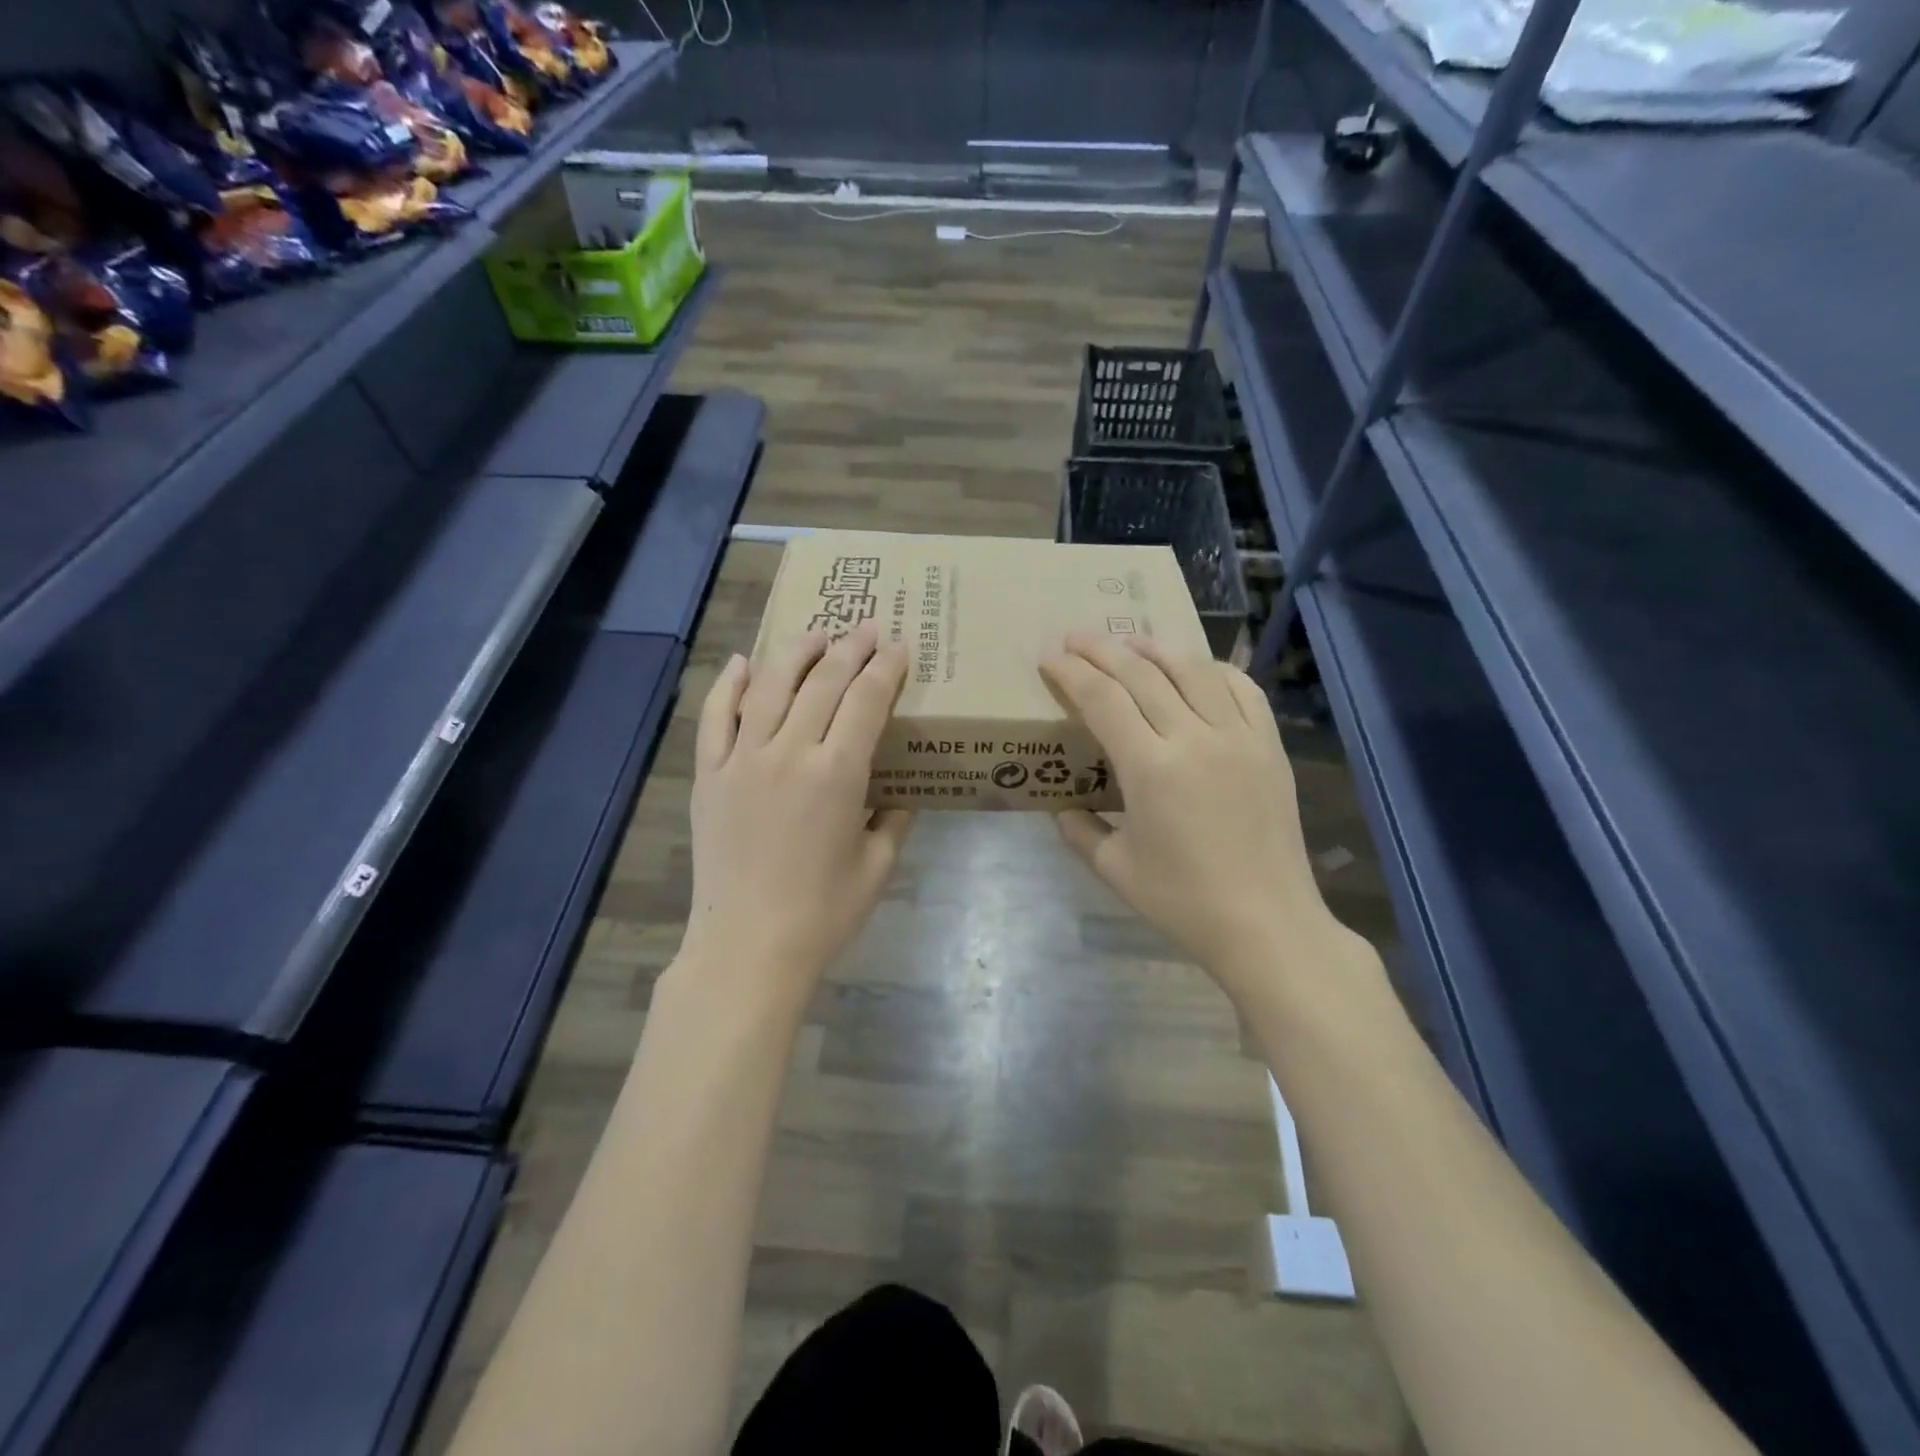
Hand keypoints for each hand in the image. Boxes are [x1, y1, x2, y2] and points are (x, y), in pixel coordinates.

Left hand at [683, 622, 913, 999]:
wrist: (748, 947)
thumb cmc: (823, 913)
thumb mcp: (878, 865)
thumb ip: (895, 819)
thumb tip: (902, 791)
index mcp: (837, 775)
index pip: (866, 701)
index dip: (885, 669)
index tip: (897, 647)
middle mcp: (789, 753)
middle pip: (822, 683)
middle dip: (850, 649)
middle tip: (866, 629)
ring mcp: (742, 760)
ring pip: (768, 686)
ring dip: (795, 653)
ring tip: (815, 635)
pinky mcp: (710, 775)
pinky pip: (715, 717)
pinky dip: (727, 685)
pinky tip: (741, 663)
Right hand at [1041, 632, 1358, 997]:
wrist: (1266, 924)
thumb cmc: (1183, 902)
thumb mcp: (1115, 870)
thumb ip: (1080, 832)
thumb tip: (1061, 808)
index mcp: (1150, 768)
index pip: (1102, 699)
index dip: (1071, 673)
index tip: (1049, 657)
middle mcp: (1194, 738)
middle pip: (1141, 673)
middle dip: (1102, 649)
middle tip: (1075, 636)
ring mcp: (1239, 737)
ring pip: (1193, 670)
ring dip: (1155, 648)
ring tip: (1129, 640)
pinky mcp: (1269, 746)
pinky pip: (1242, 690)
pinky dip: (1213, 670)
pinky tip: (1195, 668)